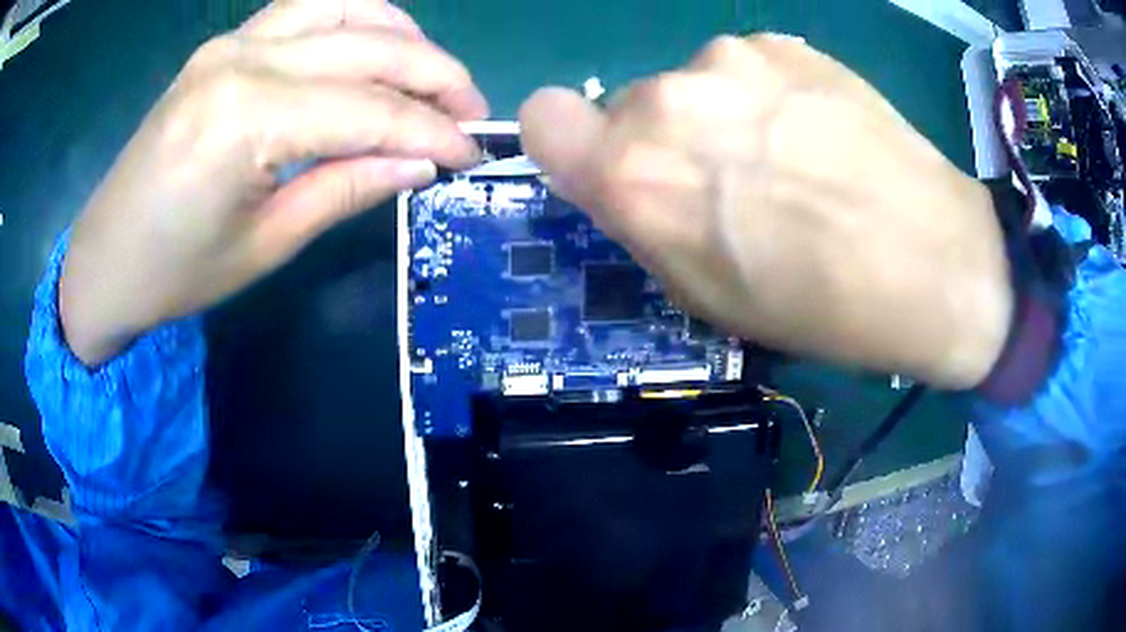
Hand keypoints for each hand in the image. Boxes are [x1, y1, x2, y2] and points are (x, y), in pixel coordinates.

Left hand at [61, 0, 487, 365]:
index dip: (431, 131)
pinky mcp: (224, 44)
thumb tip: (422, 164)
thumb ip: (346, 188)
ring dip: (401, 33)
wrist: (105, 259)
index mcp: (245, 119)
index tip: (472, 154)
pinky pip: (306, 9)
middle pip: (367, 45)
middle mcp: (242, 59)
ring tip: (429, 74)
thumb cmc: (175, 272)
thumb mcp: (265, 244)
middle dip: (434, 75)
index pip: (368, 108)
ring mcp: (230, 41)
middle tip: (471, 112)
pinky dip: (354, 19)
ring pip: (343, 6)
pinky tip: (374, 47)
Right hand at [520, 35, 1011, 388]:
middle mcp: (666, 99)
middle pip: (630, 107)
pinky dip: (766, 96)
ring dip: (719, 116)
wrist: (934, 260)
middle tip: (731, 184)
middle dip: (664, 144)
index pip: (543, 119)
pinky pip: (745, 68)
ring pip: (692, 86)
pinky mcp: (783, 43)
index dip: (568, 143)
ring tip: (789, 158)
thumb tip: (627, 179)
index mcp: (633, 174)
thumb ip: (644, 222)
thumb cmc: (817, 304)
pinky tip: (817, 132)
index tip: (608, 167)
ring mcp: (729, 59)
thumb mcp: (706, 295)